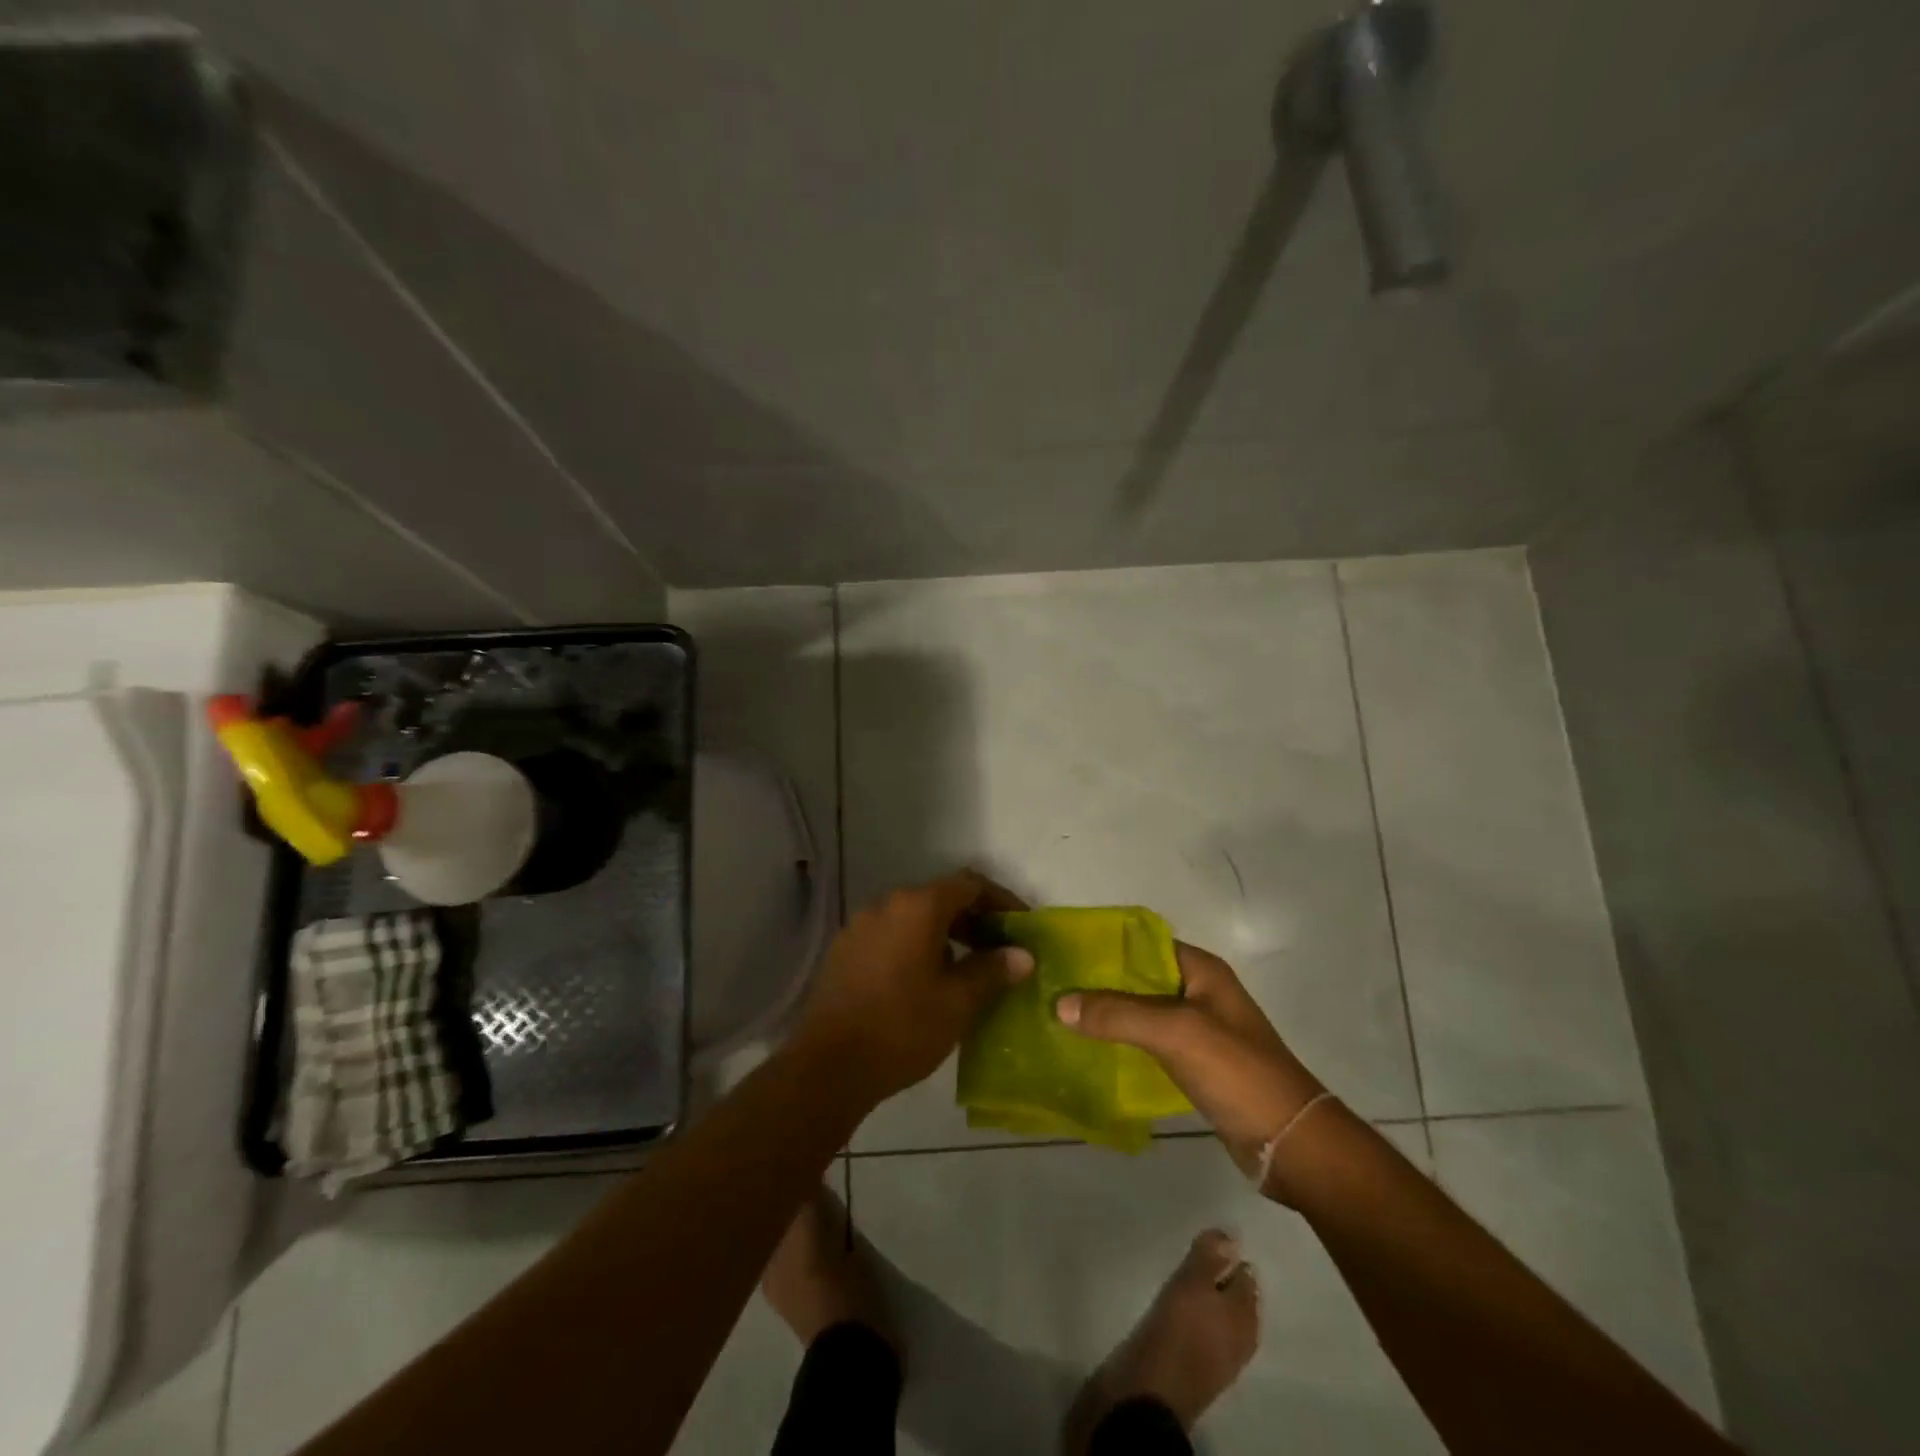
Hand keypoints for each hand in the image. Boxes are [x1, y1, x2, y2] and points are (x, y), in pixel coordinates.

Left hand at [793, 870, 1033, 1103]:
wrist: (826, 1066)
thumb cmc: (902, 1028)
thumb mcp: (958, 1003)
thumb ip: (992, 971)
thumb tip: (1022, 954)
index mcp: (917, 906)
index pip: (970, 884)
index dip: (1001, 900)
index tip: (1021, 926)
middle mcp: (886, 904)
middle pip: (940, 898)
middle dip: (974, 920)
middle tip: (998, 951)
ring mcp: (860, 925)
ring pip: (913, 917)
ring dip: (944, 934)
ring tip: (965, 970)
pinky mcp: (844, 950)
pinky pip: (890, 935)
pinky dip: (915, 946)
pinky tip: (924, 982)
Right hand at [1056, 942, 1324, 1180]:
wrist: (1290, 1144)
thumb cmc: (1237, 1072)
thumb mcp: (1175, 1032)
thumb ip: (1118, 1014)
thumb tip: (1059, 1003)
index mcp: (1202, 970)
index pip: (1144, 942)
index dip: (1105, 945)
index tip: (1063, 952)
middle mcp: (1199, 992)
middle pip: (1139, 976)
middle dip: (1099, 981)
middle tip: (1052, 986)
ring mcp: (1198, 1029)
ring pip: (1141, 1011)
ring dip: (1108, 1013)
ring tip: (1061, 1016)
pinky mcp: (1195, 1063)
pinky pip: (1149, 1042)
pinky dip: (1122, 1042)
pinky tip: (1090, 1050)